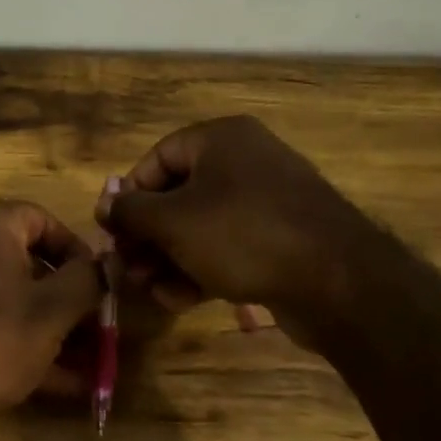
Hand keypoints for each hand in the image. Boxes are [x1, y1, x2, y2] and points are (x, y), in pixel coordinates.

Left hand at [0, 201, 103, 429]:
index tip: (99, 282)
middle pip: (24, 262)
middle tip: (95, 327)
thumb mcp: (52, 311)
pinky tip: (55, 383)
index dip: (76, 248)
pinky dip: (16, 343)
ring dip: (47, 327)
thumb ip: (88, 281)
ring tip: (86, 364)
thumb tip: (110, 263)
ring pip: (6, 299)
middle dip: (65, 298)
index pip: (40, 218)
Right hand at [95, 115, 385, 344]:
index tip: (113, 232)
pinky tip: (179, 300)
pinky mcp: (277, 240)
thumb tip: (103, 206)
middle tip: (128, 269)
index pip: (157, 159)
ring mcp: (264, 202)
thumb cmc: (242, 235)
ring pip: (198, 228)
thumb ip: (130, 212)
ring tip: (150, 290)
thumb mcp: (173, 221)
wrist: (336, 281)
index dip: (128, 196)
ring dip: (167, 260)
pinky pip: (225, 248)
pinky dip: (199, 270)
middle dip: (147, 237)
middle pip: (176, 196)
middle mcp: (243, 162)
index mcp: (220, 140)